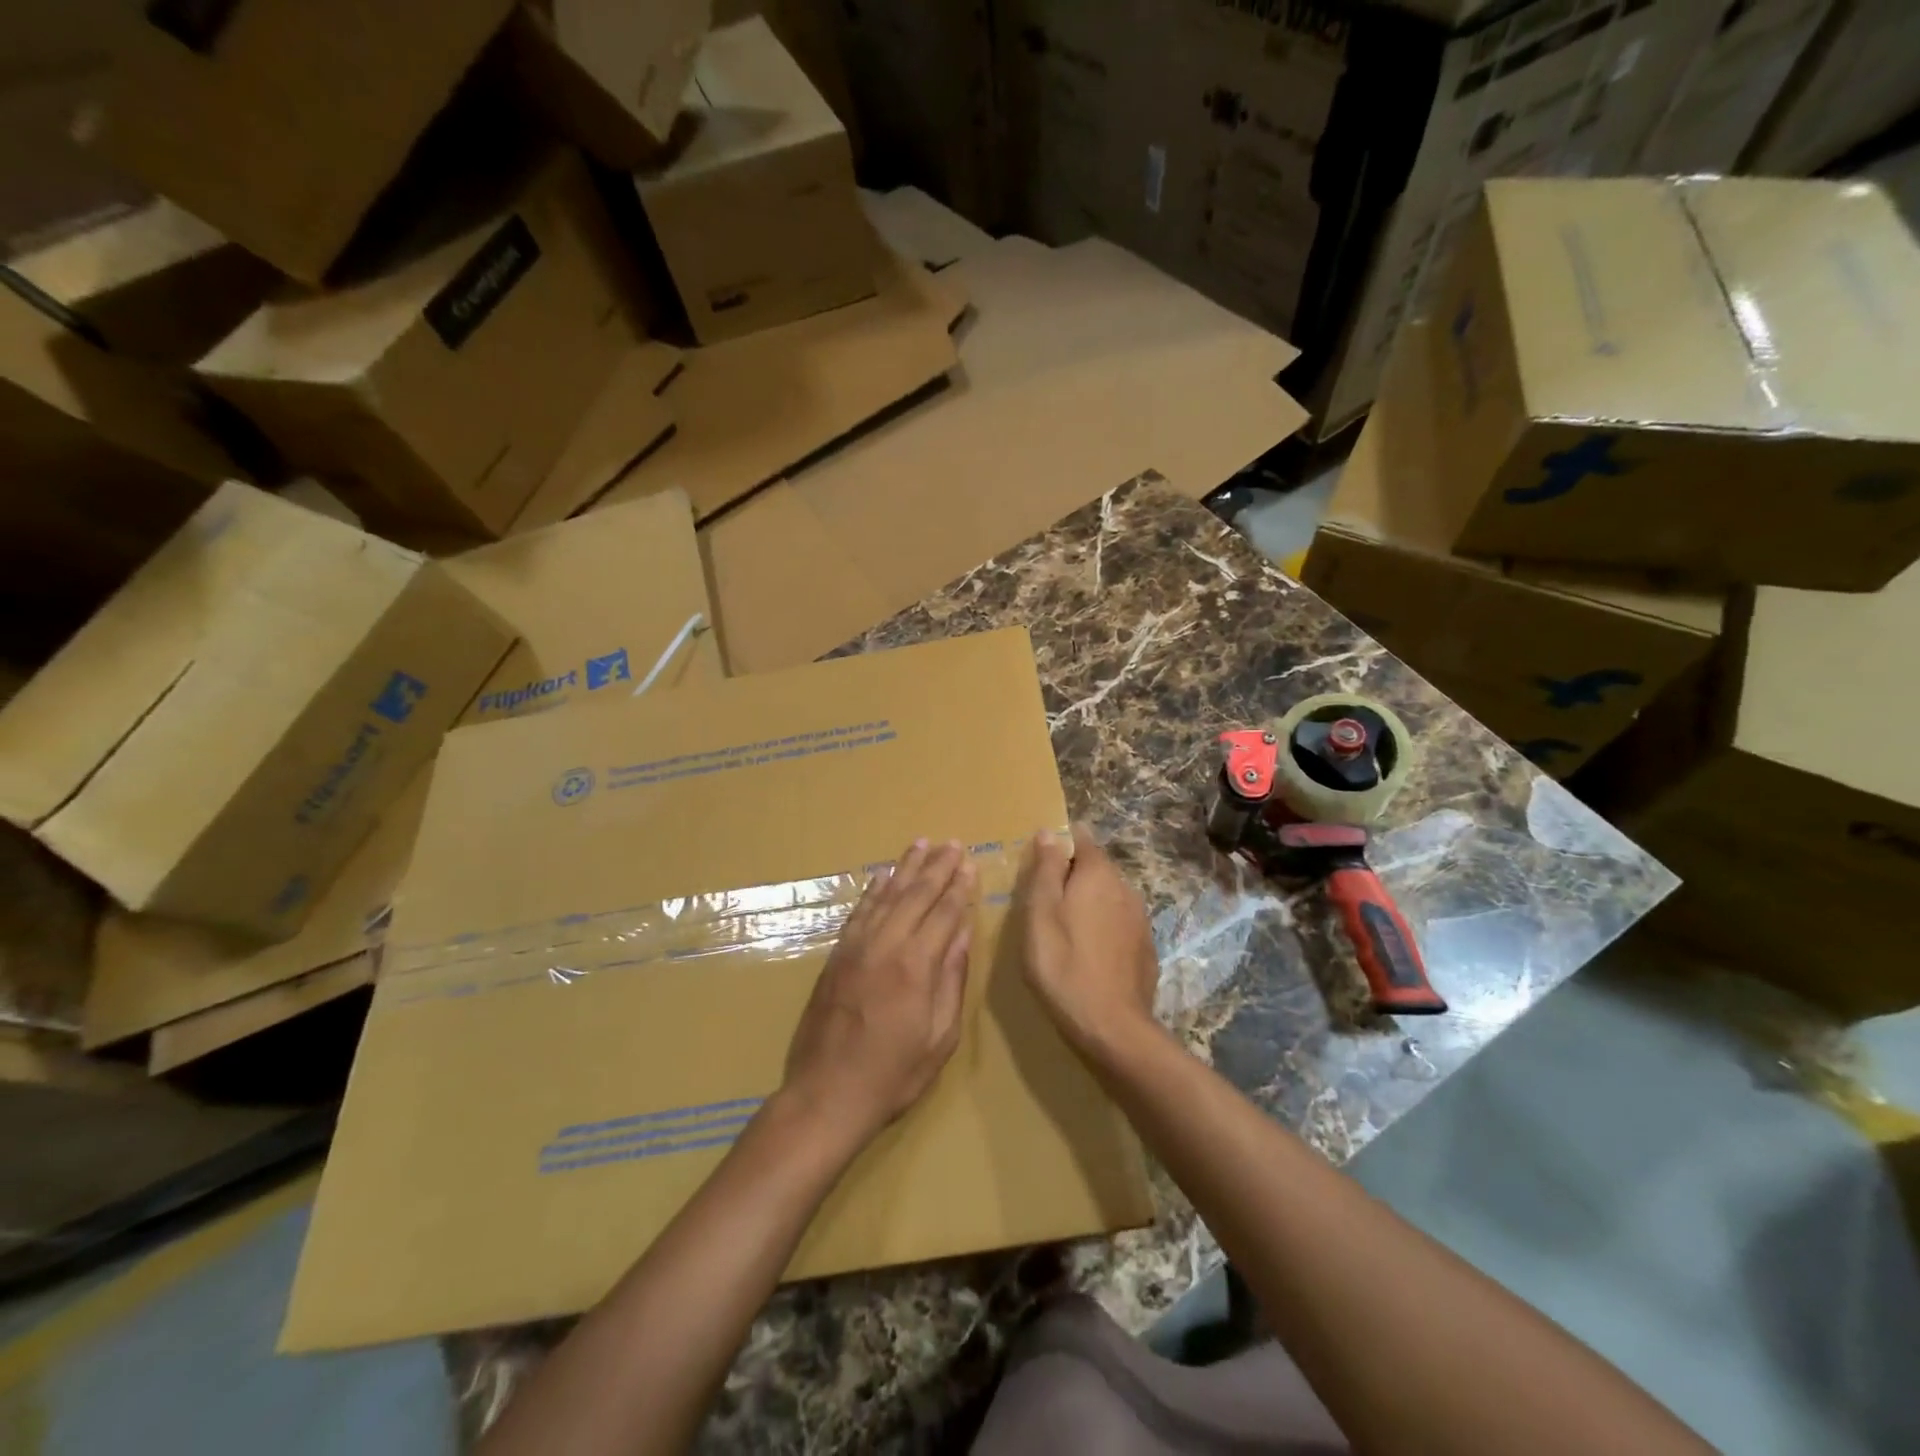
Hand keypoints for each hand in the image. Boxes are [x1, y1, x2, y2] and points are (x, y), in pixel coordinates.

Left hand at [781, 839, 975, 1148]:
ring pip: (886, 896)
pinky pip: (859, 912)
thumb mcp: (939, 1038)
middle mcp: (885, 946)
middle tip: (952, 843)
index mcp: (916, 966)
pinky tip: (883, 875)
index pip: (944, 913)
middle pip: (916, 895)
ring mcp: (856, 948)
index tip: (969, 863)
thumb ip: (951, 981)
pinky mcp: (836, 956)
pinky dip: (873, 890)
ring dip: (906, 868)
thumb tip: (961, 935)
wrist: (826, 1095)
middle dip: (937, 867)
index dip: (959, 887)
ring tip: (922, 844)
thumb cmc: (892, 1074)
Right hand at [1017, 826, 1159, 1058]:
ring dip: (1087, 904)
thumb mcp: (1040, 915)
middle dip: (1071, 877)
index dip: (1058, 844)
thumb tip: (1048, 832)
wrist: (1113, 1028)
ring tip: (1063, 931)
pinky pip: (1118, 923)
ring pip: (1108, 896)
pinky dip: (1102, 928)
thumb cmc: (1064, 966)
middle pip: (1095, 868)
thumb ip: (1045, 871)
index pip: (1081, 838)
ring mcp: (1140, 919)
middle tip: (1043, 904)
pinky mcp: (1145, 947)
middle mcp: (1125, 887)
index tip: (1038, 865)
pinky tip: (1087, 954)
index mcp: (1098, 874)